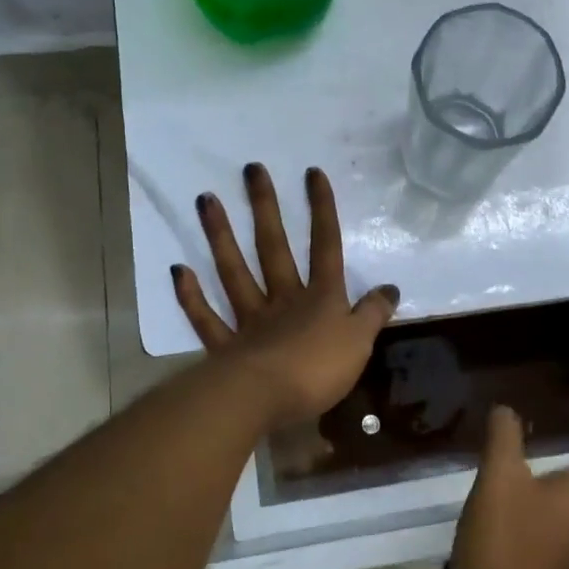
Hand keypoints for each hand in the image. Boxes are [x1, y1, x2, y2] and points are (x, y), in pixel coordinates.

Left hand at [173, 163, 399, 430]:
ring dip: (220, 236)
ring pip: (234, 271)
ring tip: (205, 200)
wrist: (265, 399)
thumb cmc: (318, 369)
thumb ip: (374, 313)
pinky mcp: (225, 347)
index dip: (322, 210)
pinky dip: (191, 296)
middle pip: (273, 248)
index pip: (325, 246)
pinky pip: (206, 318)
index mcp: (321, 298)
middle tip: (251, 169)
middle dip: (265, 208)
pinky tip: (177, 270)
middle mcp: (283, 300)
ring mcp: (250, 320)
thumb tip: (391, 287)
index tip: (311, 173)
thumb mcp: (361, 342)